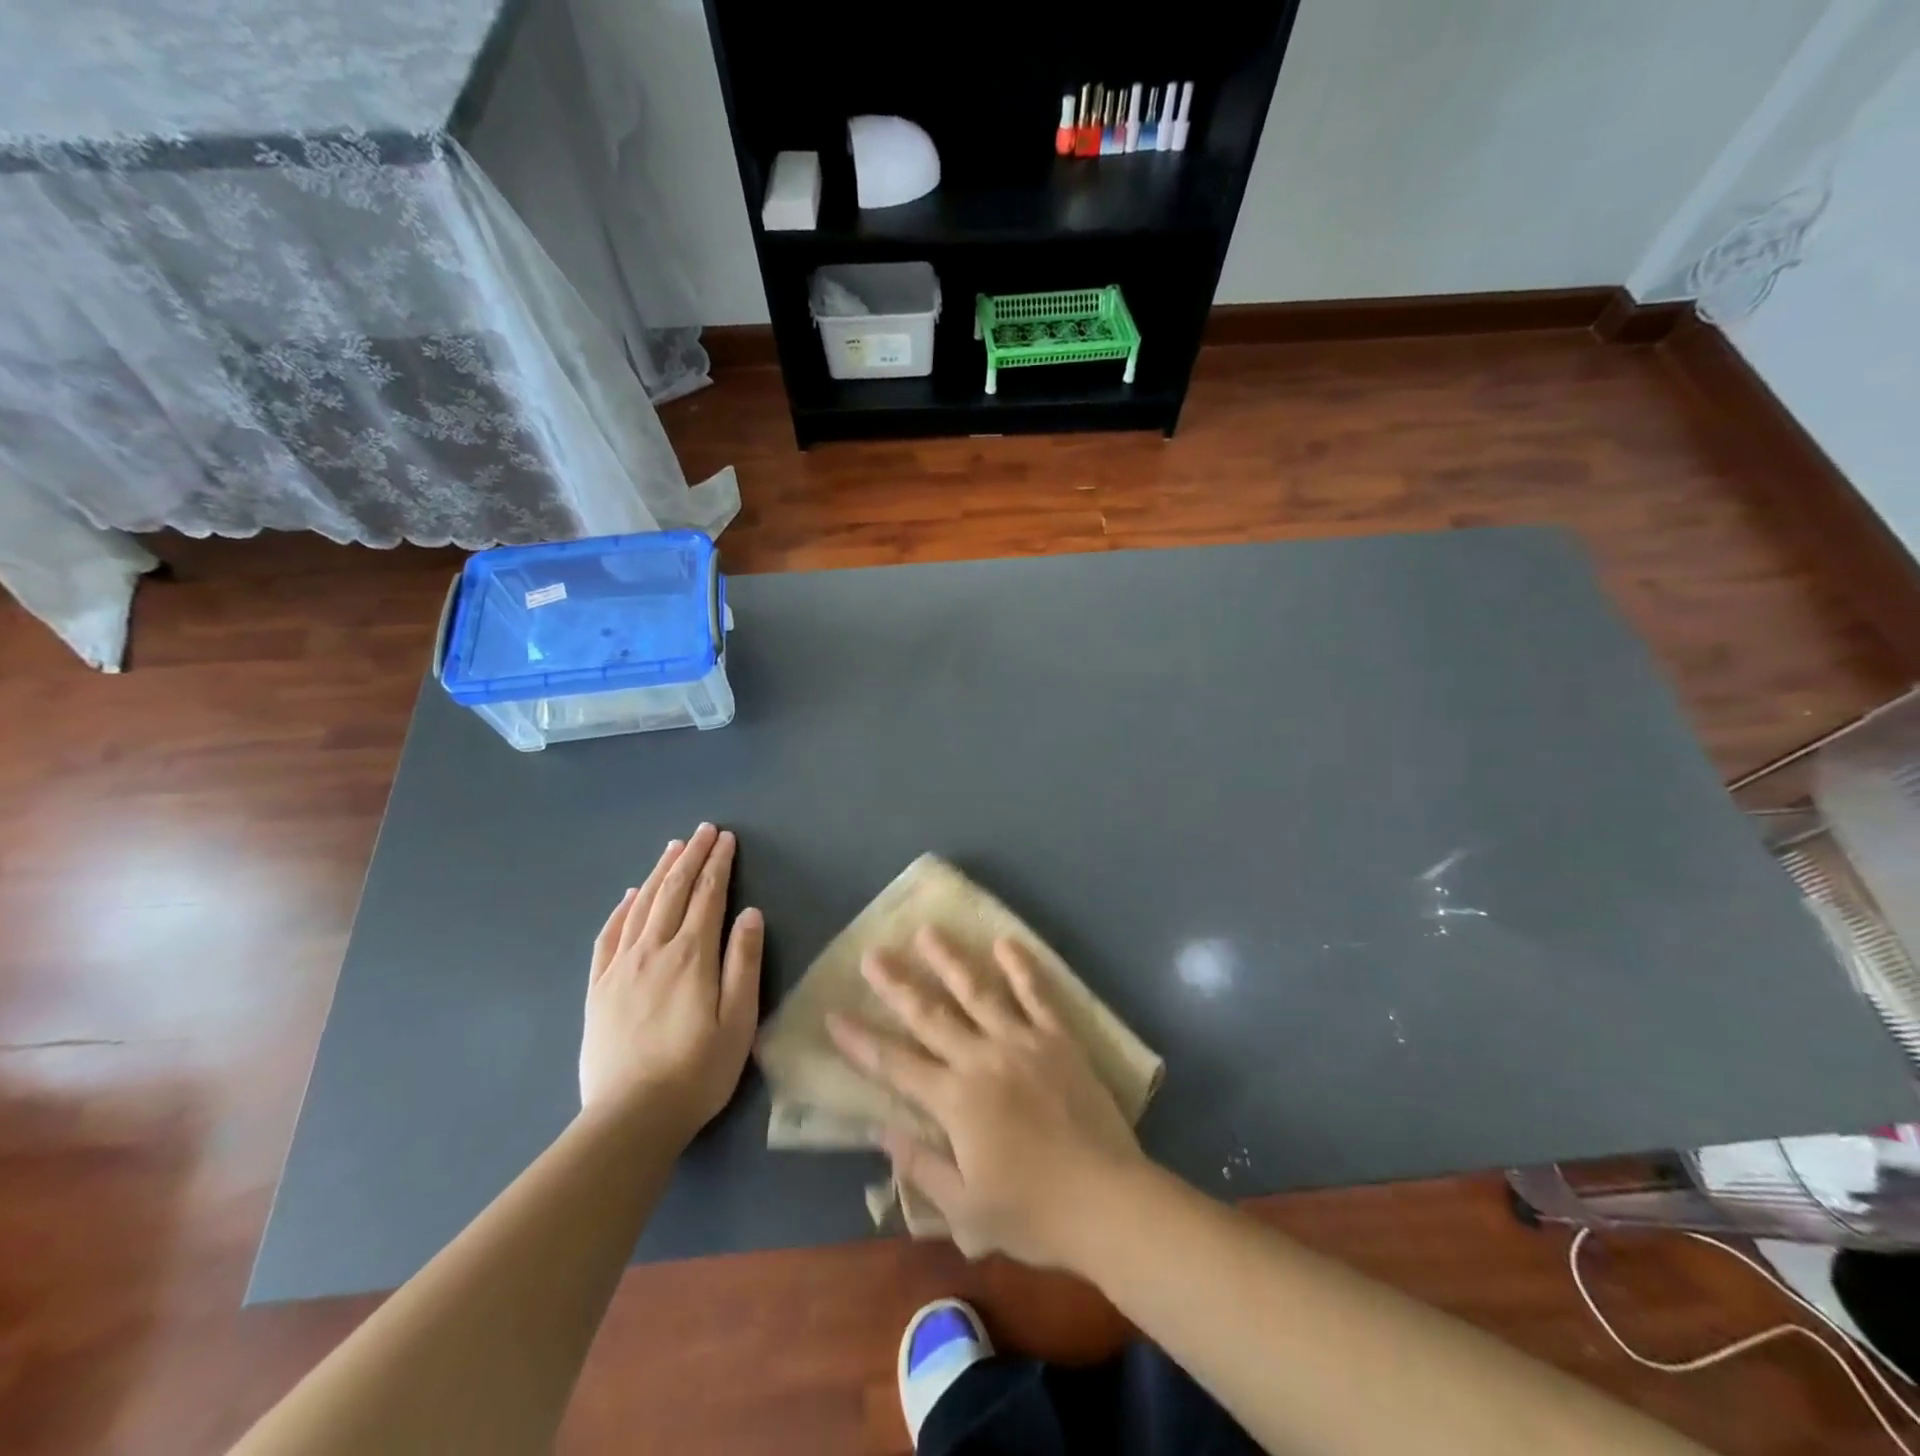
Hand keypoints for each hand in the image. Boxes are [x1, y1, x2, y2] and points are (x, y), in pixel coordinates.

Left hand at [581, 823, 762, 1141]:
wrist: (630, 1117)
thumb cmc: (698, 1070)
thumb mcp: (739, 1019)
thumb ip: (744, 962)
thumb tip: (750, 913)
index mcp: (692, 955)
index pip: (708, 896)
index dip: (719, 864)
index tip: (726, 839)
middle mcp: (654, 950)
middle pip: (674, 891)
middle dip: (692, 857)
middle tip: (704, 830)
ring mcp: (620, 967)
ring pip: (641, 906)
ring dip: (659, 872)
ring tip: (673, 848)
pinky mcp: (598, 988)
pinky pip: (608, 936)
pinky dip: (621, 909)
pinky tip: (629, 896)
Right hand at [826, 929, 1147, 1268]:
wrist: (1108, 1202)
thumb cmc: (1033, 1213)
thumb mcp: (965, 1209)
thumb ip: (921, 1166)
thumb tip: (881, 1132)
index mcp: (956, 1101)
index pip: (896, 1065)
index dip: (862, 1042)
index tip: (834, 1016)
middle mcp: (982, 1059)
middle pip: (931, 1015)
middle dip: (897, 984)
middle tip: (873, 954)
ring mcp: (1023, 1042)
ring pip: (978, 992)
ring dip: (950, 960)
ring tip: (928, 931)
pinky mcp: (1059, 1039)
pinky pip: (1037, 995)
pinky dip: (1021, 967)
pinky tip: (1005, 943)